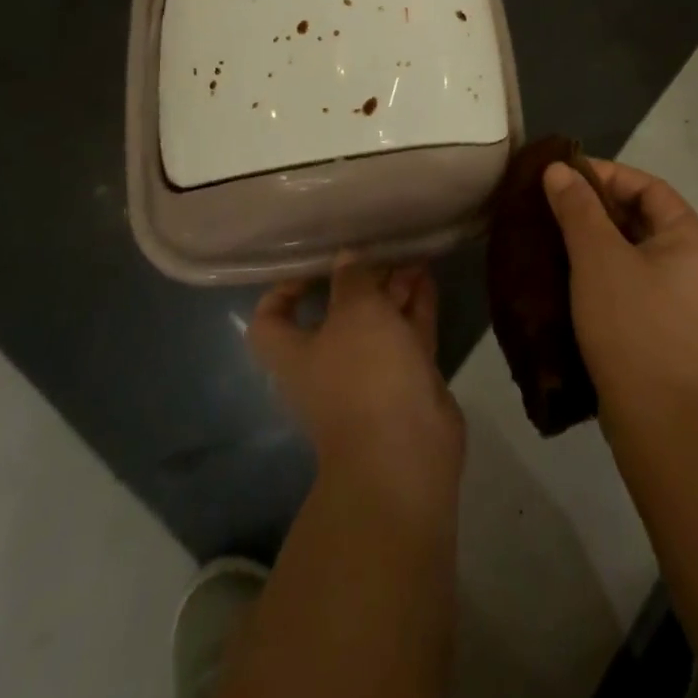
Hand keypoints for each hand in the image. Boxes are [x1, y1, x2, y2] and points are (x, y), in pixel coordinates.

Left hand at [249, 258, 464, 508]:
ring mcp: (369, 374)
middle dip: (358, 279)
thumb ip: (351, 278)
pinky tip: (427, 274)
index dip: (283, 290)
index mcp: (295, 354)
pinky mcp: (405, 379)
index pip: (270, 320)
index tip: (313, 264)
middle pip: (336, 313)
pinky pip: (407, 333)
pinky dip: (415, 305)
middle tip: (379, 246)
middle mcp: (328, 363)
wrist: (406, 451)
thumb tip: (346, 258)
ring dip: (391, 288)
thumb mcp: (355, 312)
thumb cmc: (364, 374)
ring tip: (411, 253)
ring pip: (377, 321)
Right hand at [543, 160, 697, 442]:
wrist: (656, 419)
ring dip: (597, 237)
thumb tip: (558, 170)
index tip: (564, 176)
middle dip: (597, 205)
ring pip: (634, 248)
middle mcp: (694, 262)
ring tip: (555, 233)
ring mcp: (682, 296)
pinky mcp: (664, 324)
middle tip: (554, 204)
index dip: (606, 174)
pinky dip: (603, 266)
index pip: (648, 186)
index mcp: (690, 238)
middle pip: (643, 215)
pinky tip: (570, 272)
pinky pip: (632, 277)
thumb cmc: (631, 324)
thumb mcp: (597, 258)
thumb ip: (578, 208)